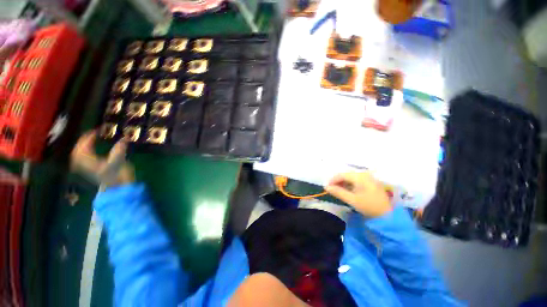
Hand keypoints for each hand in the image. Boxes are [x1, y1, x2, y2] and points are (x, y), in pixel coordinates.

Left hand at [71, 130, 134, 186]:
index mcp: (91, 163)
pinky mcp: (90, 171)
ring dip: (82, 147)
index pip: (84, 147)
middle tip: (92, 134)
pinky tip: (89, 151)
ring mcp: (86, 169)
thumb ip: (120, 149)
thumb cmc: (120, 176)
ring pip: (77, 155)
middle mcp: (85, 165)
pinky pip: (81, 160)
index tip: (98, 130)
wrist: (119, 190)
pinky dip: (83, 153)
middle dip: (83, 141)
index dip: (89, 137)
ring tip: (89, 141)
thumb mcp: (121, 162)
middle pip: (78, 151)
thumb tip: (125, 137)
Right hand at [325, 171, 391, 216]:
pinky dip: (349, 184)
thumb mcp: (352, 200)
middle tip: (332, 189)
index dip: (333, 180)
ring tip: (338, 190)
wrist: (388, 215)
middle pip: (346, 175)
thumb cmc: (369, 207)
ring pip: (350, 177)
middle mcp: (364, 174)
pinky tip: (347, 190)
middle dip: (337, 181)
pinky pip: (356, 180)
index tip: (327, 187)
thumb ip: (338, 192)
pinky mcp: (370, 182)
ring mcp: (368, 177)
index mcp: (360, 177)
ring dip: (343, 183)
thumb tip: (326, 187)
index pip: (342, 175)